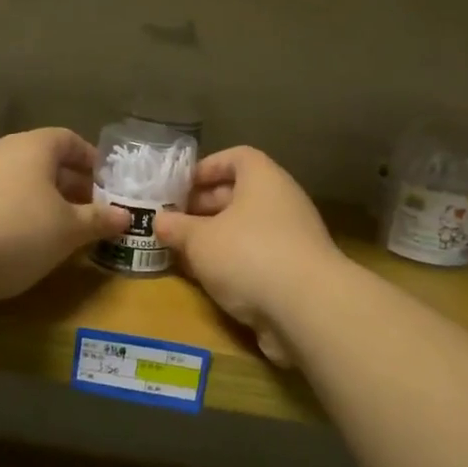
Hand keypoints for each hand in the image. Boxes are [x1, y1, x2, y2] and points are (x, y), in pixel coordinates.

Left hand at [0, 128, 128, 307]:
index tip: (108, 183)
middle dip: (72, 185)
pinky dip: (22, 217)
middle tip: (94, 210)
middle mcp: (4, 154)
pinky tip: (32, 245)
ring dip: (47, 203)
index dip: (91, 159)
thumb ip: (98, 220)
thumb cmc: (19, 231)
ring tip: (67, 231)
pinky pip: (2, 203)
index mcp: (33, 147)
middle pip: (45, 162)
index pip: (68, 139)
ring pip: (23, 184)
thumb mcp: (69, 229)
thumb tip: (125, 216)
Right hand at [154, 147, 346, 366]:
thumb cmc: (248, 255)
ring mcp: (293, 238)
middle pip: (240, 194)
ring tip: (185, 252)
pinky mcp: (295, 272)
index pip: (237, 157)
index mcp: (264, 179)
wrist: (307, 309)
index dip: (207, 167)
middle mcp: (282, 202)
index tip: (180, 186)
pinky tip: (209, 280)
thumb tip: (160, 220)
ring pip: (247, 229)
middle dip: (205, 206)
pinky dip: (234, 263)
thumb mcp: (200, 240)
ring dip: (216, 238)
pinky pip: (258, 257)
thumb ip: (178, 228)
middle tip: (175, 222)